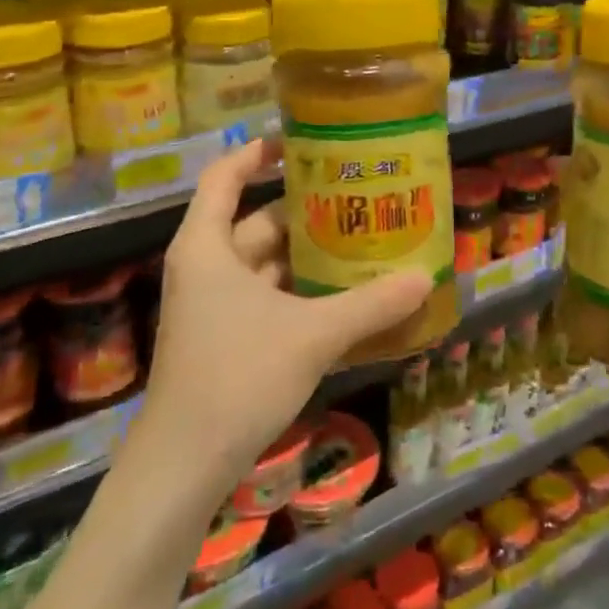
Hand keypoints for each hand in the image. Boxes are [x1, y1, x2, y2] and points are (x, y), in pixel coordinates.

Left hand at [144, 140, 433, 483]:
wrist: (183, 467)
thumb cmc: (237, 377)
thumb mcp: (312, 334)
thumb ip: (370, 305)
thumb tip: (426, 279)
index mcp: (207, 246)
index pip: (226, 175)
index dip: (258, 152)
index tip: (303, 142)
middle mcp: (205, 267)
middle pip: (257, 220)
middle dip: (306, 210)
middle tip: (357, 197)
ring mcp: (212, 305)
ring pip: (265, 264)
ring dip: (308, 256)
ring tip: (361, 241)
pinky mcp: (224, 339)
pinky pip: (267, 299)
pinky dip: (301, 293)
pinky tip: (345, 298)